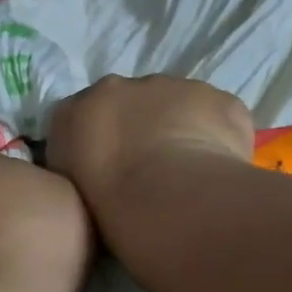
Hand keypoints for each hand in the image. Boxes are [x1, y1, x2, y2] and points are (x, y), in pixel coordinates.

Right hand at [44, 75, 253, 232]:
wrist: (164, 198)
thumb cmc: (106, 205)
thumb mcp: (70, 187)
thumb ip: (77, 164)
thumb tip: (94, 164)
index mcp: (75, 111)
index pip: (85, 116)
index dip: (103, 140)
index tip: (114, 167)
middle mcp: (119, 87)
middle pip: (131, 102)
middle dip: (142, 127)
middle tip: (153, 170)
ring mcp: (171, 86)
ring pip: (177, 103)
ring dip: (182, 127)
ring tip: (189, 172)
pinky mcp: (217, 99)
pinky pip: (219, 115)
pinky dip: (221, 136)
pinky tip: (220, 168)